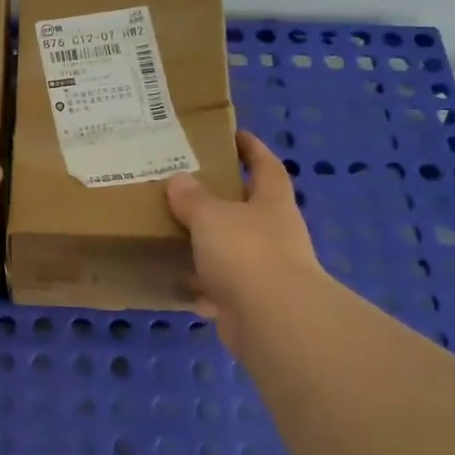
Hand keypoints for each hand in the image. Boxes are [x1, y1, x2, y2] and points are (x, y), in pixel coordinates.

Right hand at [167, 130, 328, 356]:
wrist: (272, 319)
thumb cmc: (245, 252)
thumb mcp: (211, 216)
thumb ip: (193, 199)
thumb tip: (179, 180)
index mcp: (272, 203)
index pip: (266, 166)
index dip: (252, 149)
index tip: (236, 135)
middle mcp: (275, 234)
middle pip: (251, 209)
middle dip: (226, 200)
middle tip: (192, 188)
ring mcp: (268, 271)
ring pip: (237, 251)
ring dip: (213, 246)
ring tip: (179, 236)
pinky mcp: (253, 303)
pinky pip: (225, 289)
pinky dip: (206, 288)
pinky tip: (183, 285)